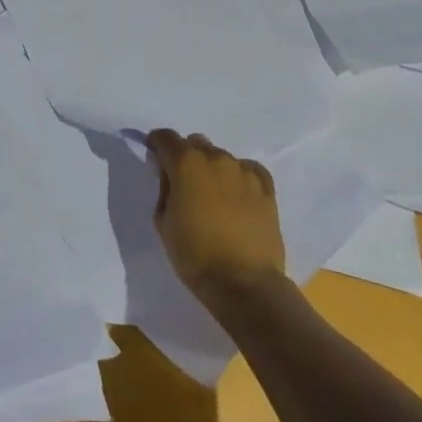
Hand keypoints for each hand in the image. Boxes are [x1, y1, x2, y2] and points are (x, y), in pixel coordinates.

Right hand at [146, 130, 285, 305]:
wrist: (245, 284)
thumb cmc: (195, 255)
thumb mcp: (163, 222)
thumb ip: (164, 190)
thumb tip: (170, 176)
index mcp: (186, 163)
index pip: (165, 137)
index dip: (156, 143)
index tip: (155, 156)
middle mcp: (215, 158)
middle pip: (195, 143)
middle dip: (186, 156)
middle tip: (184, 182)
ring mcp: (243, 171)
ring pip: (222, 156)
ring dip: (212, 168)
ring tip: (214, 195)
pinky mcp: (266, 188)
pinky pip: (249, 169)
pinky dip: (240, 176)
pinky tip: (238, 194)